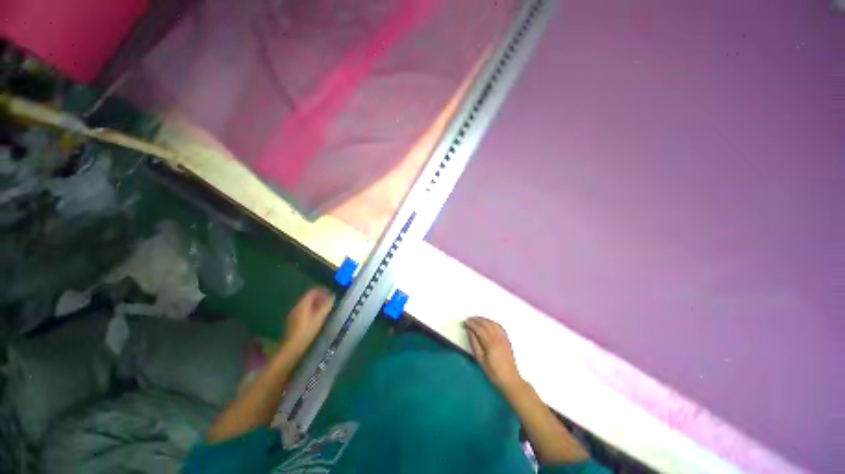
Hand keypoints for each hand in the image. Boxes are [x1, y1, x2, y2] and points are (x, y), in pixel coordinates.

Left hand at [283, 288, 334, 354]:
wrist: (291, 347)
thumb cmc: (307, 331)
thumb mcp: (320, 317)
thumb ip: (326, 306)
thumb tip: (332, 296)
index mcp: (303, 304)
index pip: (312, 291)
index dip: (322, 290)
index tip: (330, 293)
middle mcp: (296, 306)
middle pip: (309, 297)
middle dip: (319, 297)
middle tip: (329, 301)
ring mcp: (293, 314)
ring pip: (306, 304)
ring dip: (316, 304)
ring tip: (324, 309)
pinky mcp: (292, 321)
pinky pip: (303, 310)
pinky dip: (311, 310)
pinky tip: (316, 317)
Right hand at [464, 317, 526, 396]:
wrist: (510, 380)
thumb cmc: (493, 372)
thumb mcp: (480, 360)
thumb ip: (474, 343)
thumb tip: (469, 331)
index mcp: (490, 343)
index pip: (479, 328)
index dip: (471, 324)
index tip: (465, 322)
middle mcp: (497, 337)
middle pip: (486, 323)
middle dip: (476, 319)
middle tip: (469, 319)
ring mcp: (503, 337)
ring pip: (493, 323)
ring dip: (484, 319)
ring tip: (476, 319)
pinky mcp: (507, 339)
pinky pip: (499, 326)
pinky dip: (492, 322)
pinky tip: (488, 323)